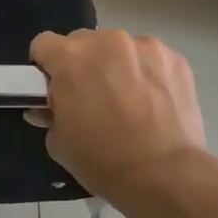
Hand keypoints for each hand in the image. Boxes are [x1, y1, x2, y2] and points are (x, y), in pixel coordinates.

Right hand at [29, 29, 207, 200]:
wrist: (165, 176)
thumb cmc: (103, 160)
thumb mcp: (59, 142)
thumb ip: (49, 114)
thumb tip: (48, 108)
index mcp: (70, 58)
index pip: (43, 44)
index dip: (46, 66)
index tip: (55, 87)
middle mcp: (105, 41)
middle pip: (83, 43)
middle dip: (83, 65)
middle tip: (92, 98)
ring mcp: (144, 46)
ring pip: (119, 48)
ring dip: (117, 66)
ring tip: (129, 102)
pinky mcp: (174, 58)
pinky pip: (150, 59)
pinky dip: (148, 74)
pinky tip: (155, 103)